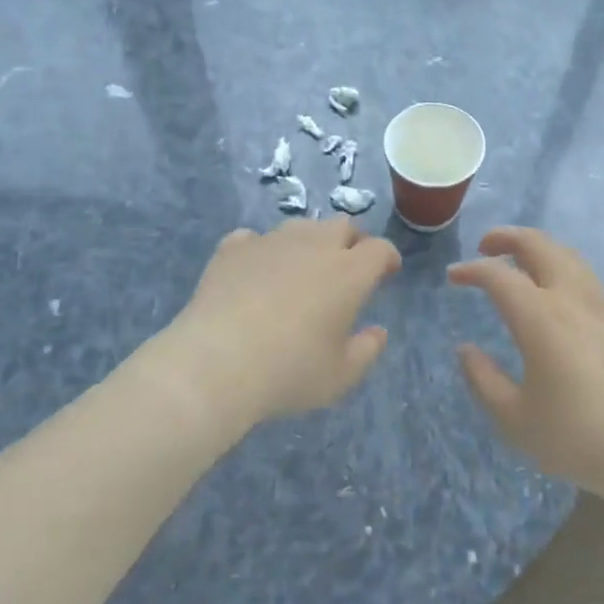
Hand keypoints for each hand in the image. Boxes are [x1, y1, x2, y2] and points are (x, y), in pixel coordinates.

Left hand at [165, 218, 400, 427]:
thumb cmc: (289, 371)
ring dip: (309, 242)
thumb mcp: (340, 376)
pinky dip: (262, 251)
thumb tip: (377, 332)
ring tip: (301, 268)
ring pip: (300, 227)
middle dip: (351, 242)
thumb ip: (367, 351)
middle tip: (348, 267)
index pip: (379, 249)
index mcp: (348, 273)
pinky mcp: (233, 249)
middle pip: (342, 226)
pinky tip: (256, 271)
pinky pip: (254, 239)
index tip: (387, 272)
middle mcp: (313, 246)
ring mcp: (270, 242)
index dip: (387, 258)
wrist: (216, 363)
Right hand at [449, 228, 603, 504]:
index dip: (471, 269)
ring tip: (519, 263)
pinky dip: (562, 269)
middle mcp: (572, 299)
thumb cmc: (576, 438)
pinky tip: (558, 295)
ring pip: (567, 255)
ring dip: (537, 249)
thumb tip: (466, 350)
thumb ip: (483, 379)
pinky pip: (587, 277)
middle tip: (485, 246)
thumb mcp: (514, 419)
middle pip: (539, 245)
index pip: (498, 275)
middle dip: (507, 237)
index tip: (453, 277)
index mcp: (540, 318)